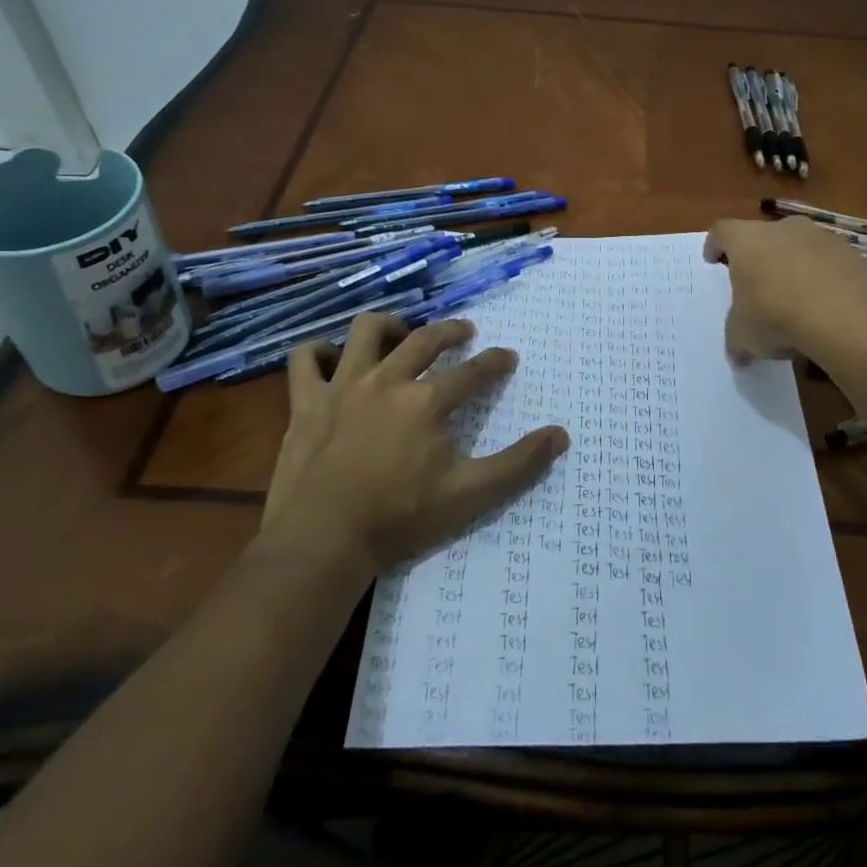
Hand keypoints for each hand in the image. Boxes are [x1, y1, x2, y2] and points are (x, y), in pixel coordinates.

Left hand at [262, 313, 568, 573]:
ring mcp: (342, 387)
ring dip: (389, 325)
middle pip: (424, 339)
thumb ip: (519, 464)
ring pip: (365, 332)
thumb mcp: (471, 495)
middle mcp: (387, 380)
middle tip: (464, 330)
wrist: (323, 540)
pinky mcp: (306, 402)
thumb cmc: (400, 518)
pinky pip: (306, 359)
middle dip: (450, 330)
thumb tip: (561, 435)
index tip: (508, 357)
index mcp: (427, 401)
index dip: (495, 361)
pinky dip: (319, 352)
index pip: (472, 371)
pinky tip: (332, 357)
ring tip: (401, 332)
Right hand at [703, 216, 866, 363]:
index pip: (722, 232)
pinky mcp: (852, 254)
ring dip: (793, 267)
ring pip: (799, 247)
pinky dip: (822, 280)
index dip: (715, 245)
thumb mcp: (743, 336)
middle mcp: (782, 228)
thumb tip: (738, 354)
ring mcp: (821, 237)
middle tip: (755, 283)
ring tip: (793, 300)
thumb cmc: (775, 315)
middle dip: (758, 258)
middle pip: (763, 236)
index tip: (713, 260)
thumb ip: (737, 339)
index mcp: (746, 240)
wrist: (846, 315)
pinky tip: (823, 307)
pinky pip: (828, 264)